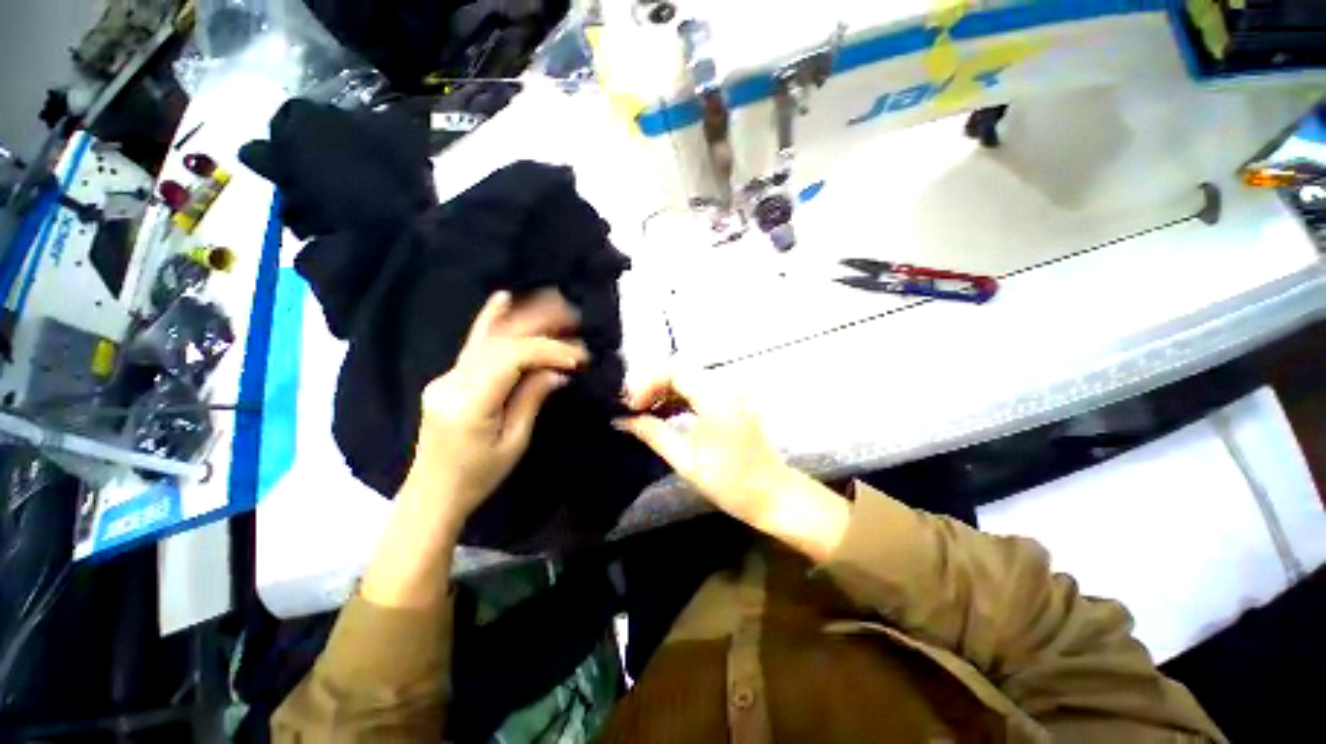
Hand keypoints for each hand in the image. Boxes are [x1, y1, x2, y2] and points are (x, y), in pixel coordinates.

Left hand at [405, 290, 587, 528]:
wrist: (433, 492)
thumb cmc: (479, 477)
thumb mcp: (514, 443)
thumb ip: (532, 399)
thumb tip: (558, 371)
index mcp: (469, 404)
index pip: (510, 360)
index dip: (547, 350)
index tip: (578, 357)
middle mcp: (451, 382)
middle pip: (499, 341)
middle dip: (539, 325)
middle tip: (573, 317)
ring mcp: (445, 377)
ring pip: (485, 336)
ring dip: (521, 317)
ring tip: (551, 300)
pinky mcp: (448, 377)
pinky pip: (476, 345)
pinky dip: (493, 320)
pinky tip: (503, 299)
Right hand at [616, 369, 790, 528]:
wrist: (773, 496)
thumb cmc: (731, 483)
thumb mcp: (686, 460)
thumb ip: (654, 434)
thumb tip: (623, 420)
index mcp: (717, 399)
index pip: (675, 370)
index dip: (648, 382)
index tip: (631, 405)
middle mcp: (725, 388)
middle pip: (682, 368)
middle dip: (652, 382)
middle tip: (632, 405)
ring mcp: (730, 394)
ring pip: (689, 377)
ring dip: (664, 389)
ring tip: (642, 409)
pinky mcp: (731, 403)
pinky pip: (699, 389)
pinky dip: (678, 396)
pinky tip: (664, 412)